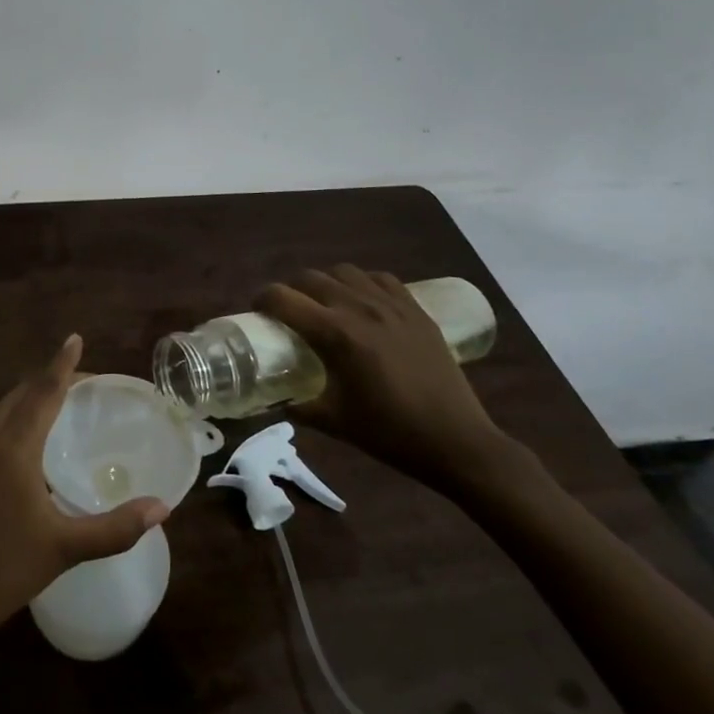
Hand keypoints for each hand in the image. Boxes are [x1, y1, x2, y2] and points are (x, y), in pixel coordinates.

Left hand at [0, 335, 169, 655]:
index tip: (74, 338)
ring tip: (44, 405)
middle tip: (77, 383)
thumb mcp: (65, 549)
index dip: (62, 363)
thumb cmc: (4, 573)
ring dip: (21, 398)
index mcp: (14, 446)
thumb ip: (115, 527)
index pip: (44, 391)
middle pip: (21, 394)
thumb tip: (162, 508)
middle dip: (48, 382)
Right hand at [258, 266, 510, 491]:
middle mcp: (359, 308)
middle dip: (291, 290)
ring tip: (325, 305)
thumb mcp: (334, 422)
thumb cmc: (391, 434)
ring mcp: (391, 305)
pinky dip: (362, 284)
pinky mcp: (416, 310)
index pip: (282, 299)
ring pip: (344, 272)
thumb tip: (273, 400)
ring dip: (326, 283)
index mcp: (336, 335)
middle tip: (288, 312)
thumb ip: (297, 405)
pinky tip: (363, 304)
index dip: (261, 300)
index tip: (257, 311)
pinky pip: (380, 279)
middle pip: (310, 277)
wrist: (457, 441)